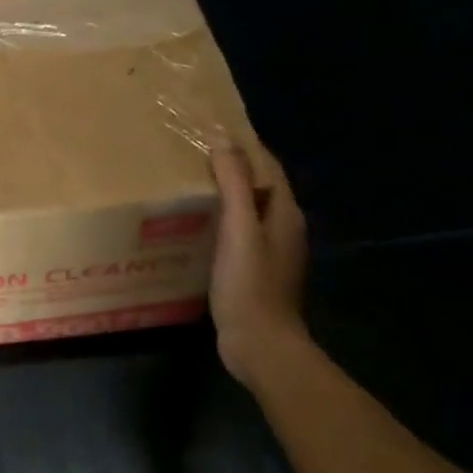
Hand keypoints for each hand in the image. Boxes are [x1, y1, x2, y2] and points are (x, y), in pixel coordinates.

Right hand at [208, 142, 307, 385]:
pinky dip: (218, 220)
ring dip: (223, 194)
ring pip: (246, 210)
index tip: (211, 128)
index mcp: (285, 213)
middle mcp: (282, 228)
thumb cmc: (249, 284)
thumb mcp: (239, 228)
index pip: (268, 166)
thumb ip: (234, 183)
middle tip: (192, 153)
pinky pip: (236, 233)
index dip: (244, 145)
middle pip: (258, 186)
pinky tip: (193, 224)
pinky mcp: (253, 271)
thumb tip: (224, 138)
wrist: (260, 344)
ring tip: (188, 182)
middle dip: (231, 167)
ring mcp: (269, 252)